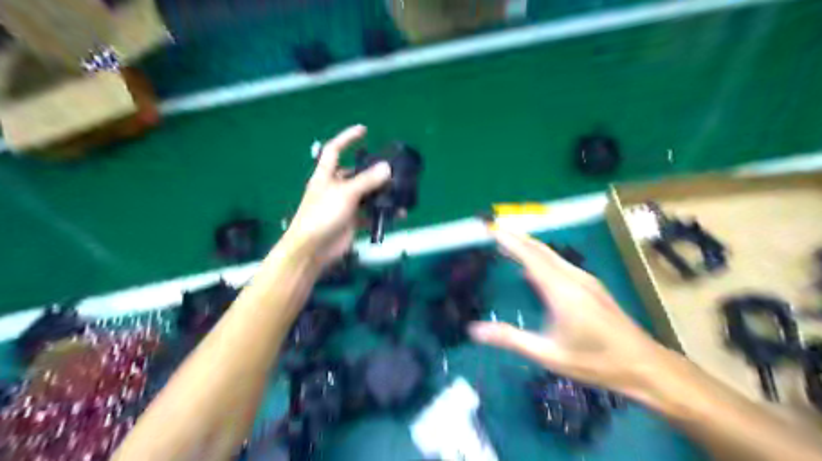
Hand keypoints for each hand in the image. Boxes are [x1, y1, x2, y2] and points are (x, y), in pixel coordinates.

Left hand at [287, 127, 390, 268]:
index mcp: (326, 175)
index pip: (334, 150)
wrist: (313, 249)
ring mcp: (344, 205)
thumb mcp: (345, 193)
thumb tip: (387, 168)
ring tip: (400, 192)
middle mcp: (335, 188)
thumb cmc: (322, 215)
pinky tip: (397, 214)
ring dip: (381, 194)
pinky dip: (382, 214)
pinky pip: (370, 214)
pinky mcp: (352, 221)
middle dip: (373, 171)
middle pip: (356, 174)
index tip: (364, 131)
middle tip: (393, 170)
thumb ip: (367, 181)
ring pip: (366, 195)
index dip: (346, 138)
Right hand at [468, 226, 666, 396]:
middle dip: (517, 237)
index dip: (510, 242)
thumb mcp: (549, 354)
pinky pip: (561, 263)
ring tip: (509, 243)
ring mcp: (586, 280)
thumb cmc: (595, 361)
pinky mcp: (592, 286)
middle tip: (496, 229)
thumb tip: (474, 330)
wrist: (644, 365)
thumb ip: (511, 339)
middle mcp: (574, 278)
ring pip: (552, 255)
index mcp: (562, 291)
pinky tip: (534, 267)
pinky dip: (541, 257)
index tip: (492, 230)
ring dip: (529, 245)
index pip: (531, 257)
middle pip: (541, 250)